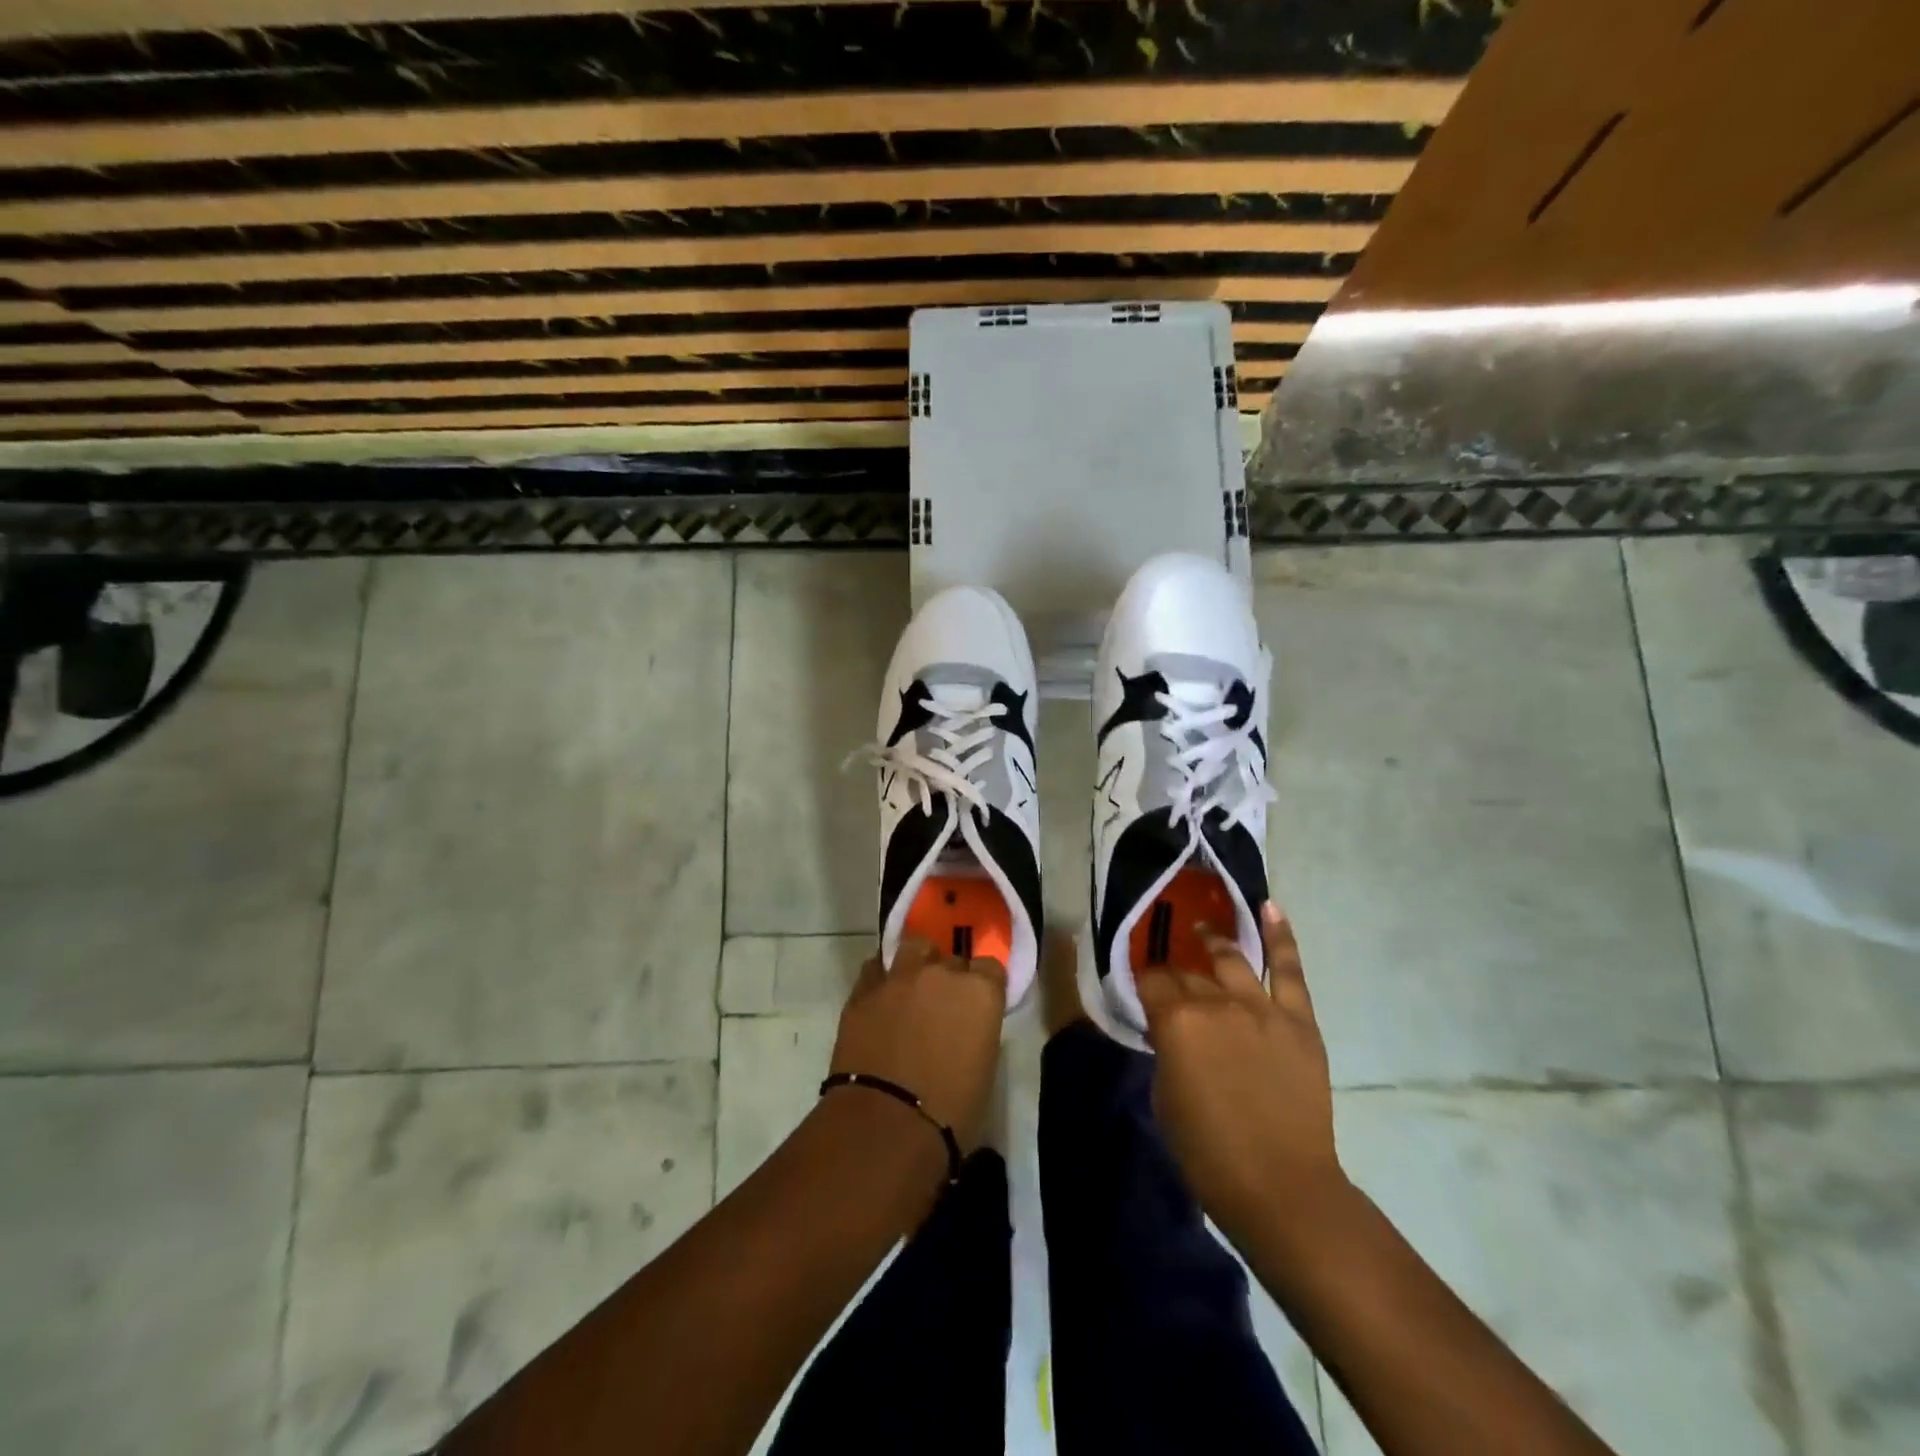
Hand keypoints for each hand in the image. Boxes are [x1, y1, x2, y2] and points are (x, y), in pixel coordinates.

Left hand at [829, 937, 1006, 1151]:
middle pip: (951, 959)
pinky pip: (877, 970)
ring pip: (913, 949)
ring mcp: (899, 978)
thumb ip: (977, 1031)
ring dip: (916, 964)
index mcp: (980, 992)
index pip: (991, 967)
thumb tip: (965, 1028)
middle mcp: (942, 973)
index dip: (984, 985)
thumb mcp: (983, 1068)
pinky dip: (882, 980)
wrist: (885, 1127)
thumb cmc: (950, 1113)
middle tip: (943, 1007)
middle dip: (950, 977)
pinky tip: (881, 1000)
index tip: (978, 1005)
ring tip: (911, 989)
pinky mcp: (863, 991)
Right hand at [1138, 901, 1346, 1248]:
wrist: (1282, 1187)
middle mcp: (1216, 1002)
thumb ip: (1166, 1049)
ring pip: (1232, 959)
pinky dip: (1279, 936)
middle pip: (1189, 972)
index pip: (1151, 980)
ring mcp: (1261, 1007)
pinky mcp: (1298, 1020)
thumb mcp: (1164, 1096)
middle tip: (1171, 975)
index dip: (1143, 979)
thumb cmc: (1208, 1152)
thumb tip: (1170, 1028)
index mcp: (1176, 1021)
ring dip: (1215, 943)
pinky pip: (1288, 968)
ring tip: (1206, 932)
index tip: (1140, 981)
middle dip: (1176, 972)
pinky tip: (1268, 907)